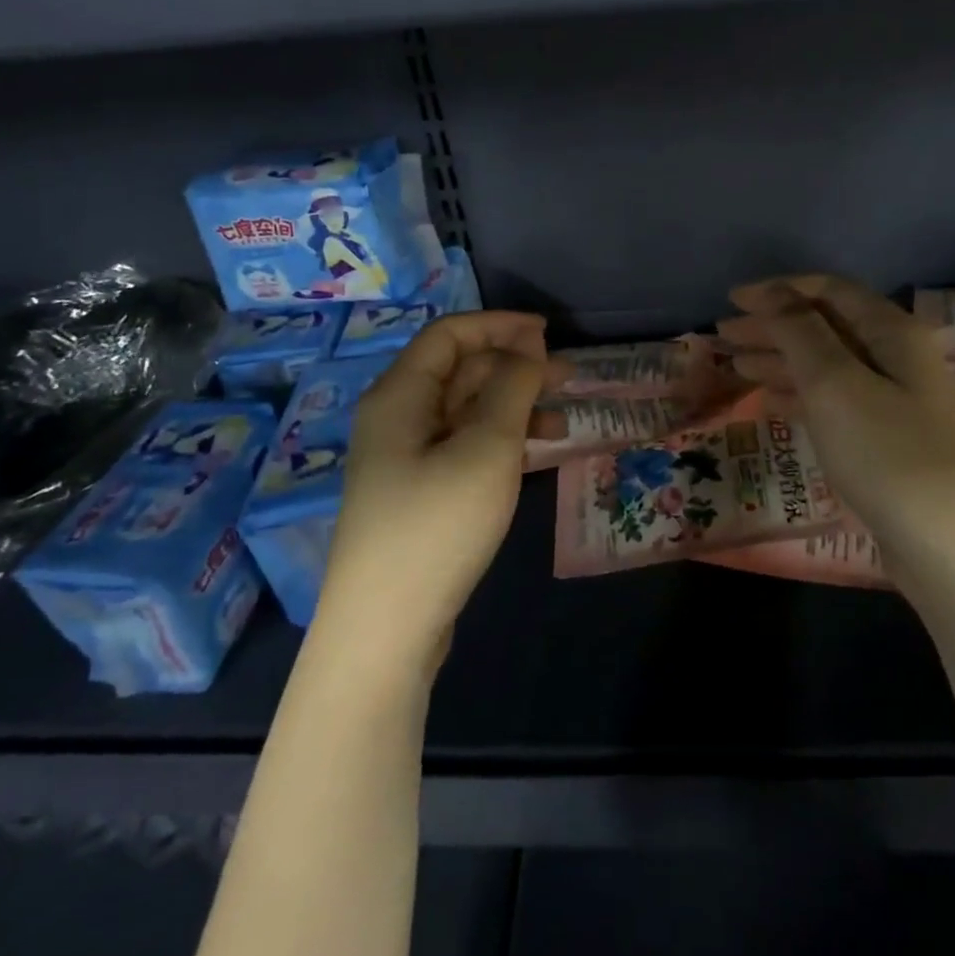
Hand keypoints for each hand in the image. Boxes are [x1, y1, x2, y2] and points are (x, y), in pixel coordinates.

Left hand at [315, 311, 551, 680]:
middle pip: (459, 371)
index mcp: (400, 395)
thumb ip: (511, 387)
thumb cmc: (437, 526)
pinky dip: (501, 441)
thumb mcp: (486, 448)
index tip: (549, 333)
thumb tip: (528, 344)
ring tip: (564, 421)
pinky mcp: (419, 493)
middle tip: (568, 376)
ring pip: (466, 411)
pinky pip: (464, 446)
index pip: (450, 335)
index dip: (499, 326)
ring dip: (514, 407)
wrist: (386, 629)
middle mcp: (397, 418)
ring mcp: (406, 458)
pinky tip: (536, 455)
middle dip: (514, 366)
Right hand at [720, 275, 954, 573]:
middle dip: (773, 325)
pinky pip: (833, 401)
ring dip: (780, 360)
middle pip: (825, 326)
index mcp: (892, 332)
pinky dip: (798, 394)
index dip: (779, 290)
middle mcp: (896, 357)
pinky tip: (770, 400)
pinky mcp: (884, 439)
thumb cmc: (887, 453)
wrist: (949, 547)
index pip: (830, 291)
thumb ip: (800, 332)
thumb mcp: (835, 383)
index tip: (732, 300)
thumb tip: (773, 292)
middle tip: (723, 335)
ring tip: (735, 365)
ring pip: (826, 365)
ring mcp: (893, 400)